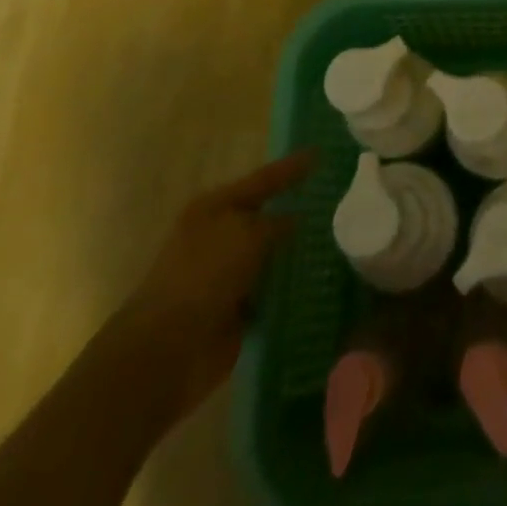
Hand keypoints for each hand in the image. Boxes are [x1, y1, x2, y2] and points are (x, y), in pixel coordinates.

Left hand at [109, 151, 314, 419]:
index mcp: (215, 208)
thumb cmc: (203, 277)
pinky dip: (290, 287)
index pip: (263, 179)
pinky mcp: (235, 309)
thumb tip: (294, 218)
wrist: (166, 352)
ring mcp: (226, 274)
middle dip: (298, 208)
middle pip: (267, 215)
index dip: (292, 168)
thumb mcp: (246, 235)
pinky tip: (321, 280)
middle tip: (336, 197)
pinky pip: (271, 290)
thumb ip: (276, 222)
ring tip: (340, 237)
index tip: (321, 153)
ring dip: (297, 250)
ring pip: (272, 254)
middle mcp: (220, 236)